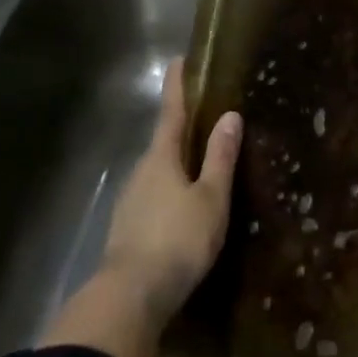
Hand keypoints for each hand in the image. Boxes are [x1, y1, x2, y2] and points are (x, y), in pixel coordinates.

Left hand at [101, 60, 242, 325]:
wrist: (130, 296)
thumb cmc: (177, 240)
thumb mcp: (210, 199)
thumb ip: (220, 158)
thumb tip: (230, 116)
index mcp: (161, 157)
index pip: (171, 112)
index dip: (177, 86)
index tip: (177, 60)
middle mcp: (141, 171)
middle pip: (163, 141)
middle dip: (181, 127)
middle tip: (203, 117)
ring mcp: (131, 200)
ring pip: (158, 171)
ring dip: (176, 162)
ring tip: (199, 163)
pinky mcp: (128, 227)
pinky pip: (154, 196)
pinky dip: (170, 190)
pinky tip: (182, 206)